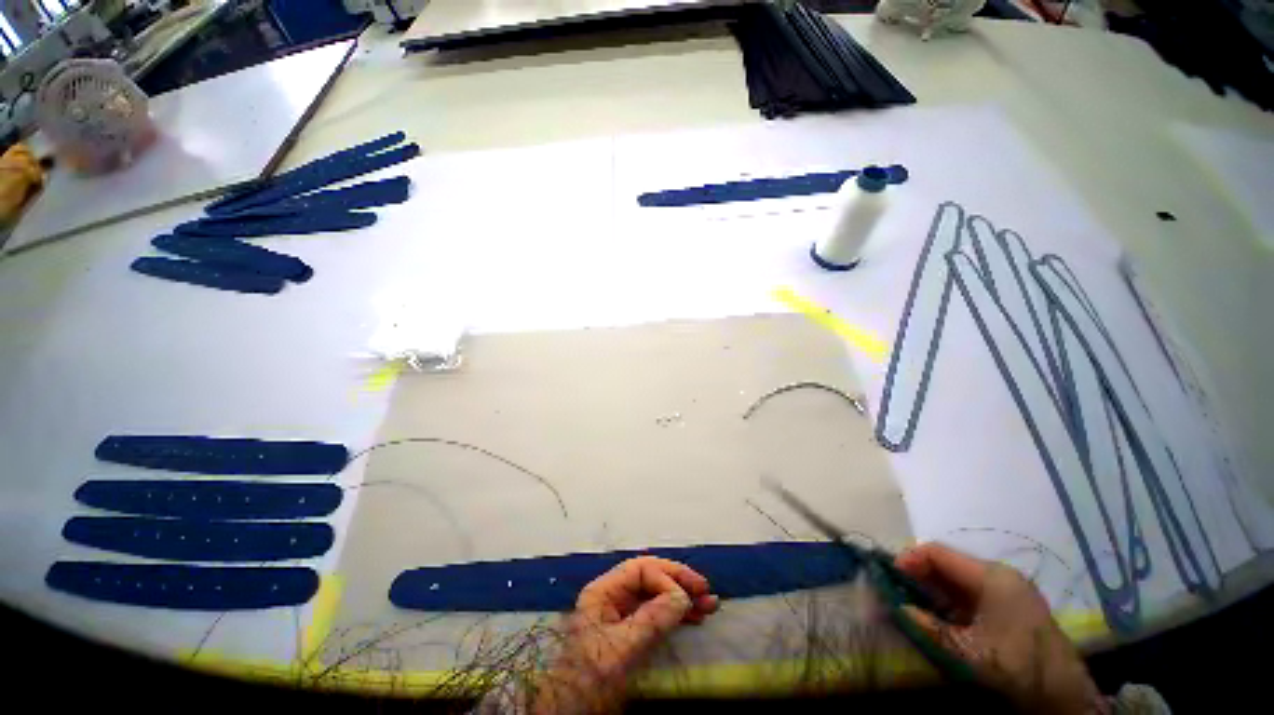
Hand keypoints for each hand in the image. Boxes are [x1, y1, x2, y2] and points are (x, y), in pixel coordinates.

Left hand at [529, 557, 719, 714]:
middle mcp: (613, 596)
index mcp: (604, 591)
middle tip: (705, 589)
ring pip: (656, 594)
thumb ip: (652, 619)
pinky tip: (694, 617)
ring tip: (709, 604)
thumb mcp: (622, 648)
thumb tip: (682, 595)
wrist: (572, 713)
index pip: (640, 569)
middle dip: (678, 582)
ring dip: (682, 597)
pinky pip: (656, 613)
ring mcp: (621, 614)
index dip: (665, 577)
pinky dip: (676, 614)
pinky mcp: (630, 632)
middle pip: (650, 577)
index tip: (685, 598)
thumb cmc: (591, 679)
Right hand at [895, 543, 1103, 714]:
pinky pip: (967, 595)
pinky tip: (935, 618)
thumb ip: (927, 626)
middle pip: (946, 564)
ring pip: (955, 580)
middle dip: (917, 576)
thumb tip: (894, 608)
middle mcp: (998, 576)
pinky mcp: (1008, 608)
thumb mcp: (967, 650)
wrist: (1064, 697)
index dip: (908, 559)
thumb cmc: (1016, 666)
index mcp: (991, 576)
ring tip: (909, 605)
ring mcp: (1006, 591)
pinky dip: (946, 602)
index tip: (887, 575)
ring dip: (930, 591)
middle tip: (894, 592)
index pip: (938, 552)